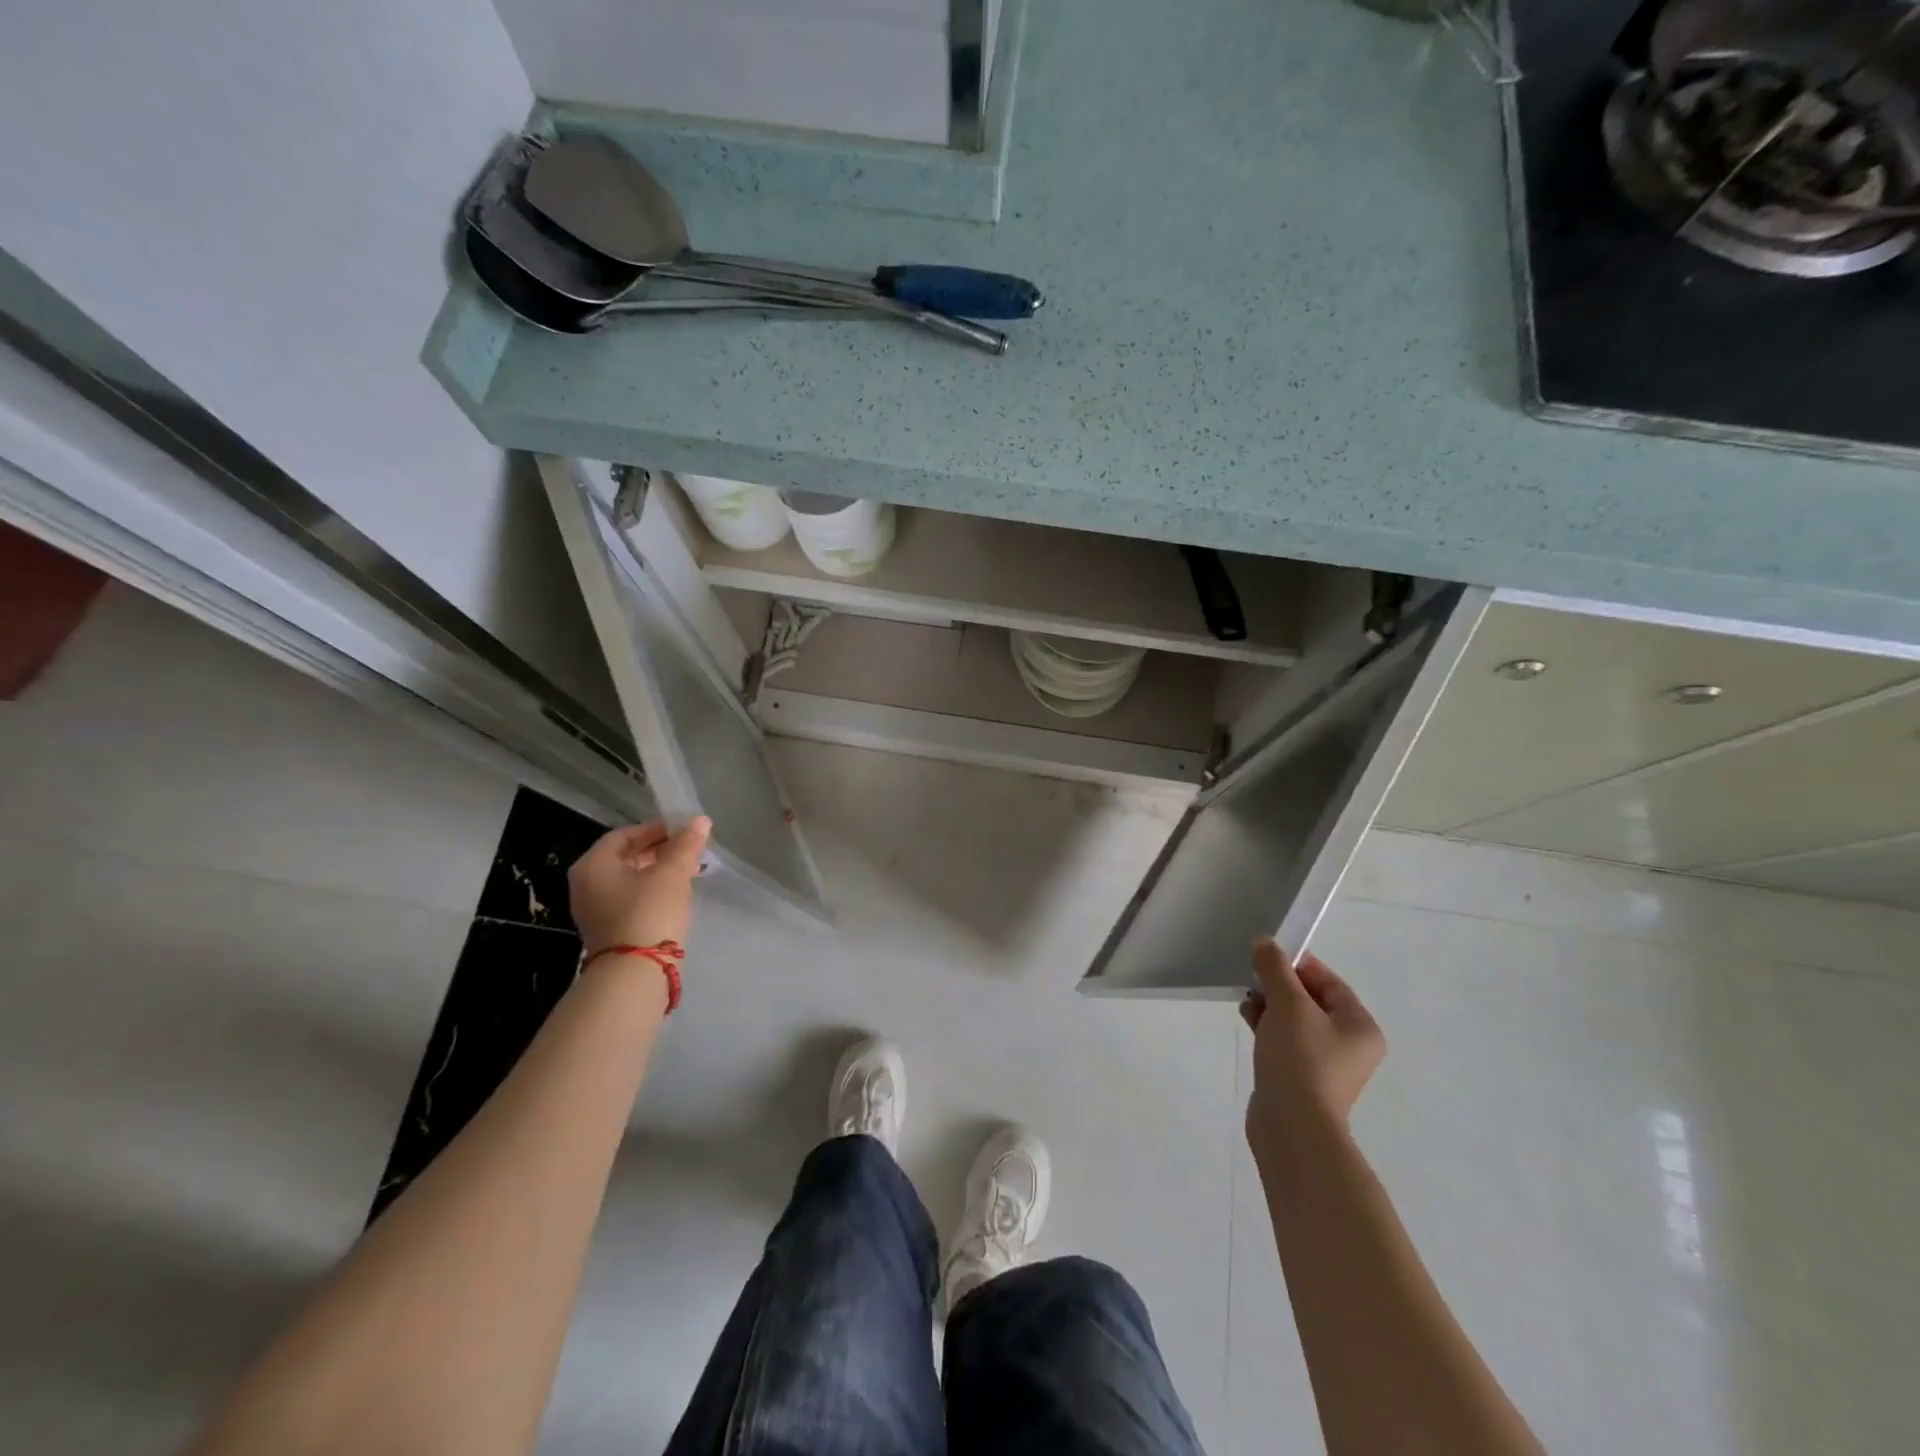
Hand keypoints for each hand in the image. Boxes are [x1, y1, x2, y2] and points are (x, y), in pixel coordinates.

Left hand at [568, 818, 710, 955]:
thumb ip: (686, 845)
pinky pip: (630, 899)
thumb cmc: (649, 911)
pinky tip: (676, 895)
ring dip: (658, 872)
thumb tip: (701, 820)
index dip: (655, 829)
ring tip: (688, 871)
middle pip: (625, 857)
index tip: (683, 832)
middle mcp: (586, 885)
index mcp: (593, 865)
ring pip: (629, 880)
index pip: (624, 835)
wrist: (636, 973)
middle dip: (659, 850)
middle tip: (689, 850)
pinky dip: (651, 891)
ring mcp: (594, 910)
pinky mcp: (608, 929)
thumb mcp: (672, 873)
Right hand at [1241, 939, 1384, 1152]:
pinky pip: (1286, 1042)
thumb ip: (1275, 968)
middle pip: (1311, 1000)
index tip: (1266, 959)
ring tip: (1247, 1004)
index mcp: (1360, 1026)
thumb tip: (1265, 943)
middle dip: (1278, 987)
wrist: (1293, 1126)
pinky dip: (1268, 1028)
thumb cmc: (1300, 1058)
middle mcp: (1350, 1045)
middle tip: (1252, 982)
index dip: (1297, 965)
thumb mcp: (1287, 1004)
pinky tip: (1249, 1022)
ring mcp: (1327, 1065)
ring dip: (1270, 1006)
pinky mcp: (1303, 1079)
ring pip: (1295, 1021)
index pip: (1329, 981)